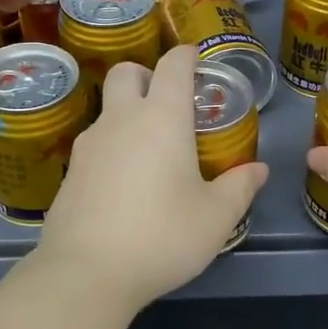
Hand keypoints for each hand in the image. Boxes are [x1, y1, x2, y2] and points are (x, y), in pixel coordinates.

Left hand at [36, 46, 269, 313]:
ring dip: (127, 113)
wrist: (87, 273)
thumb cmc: (162, 236)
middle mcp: (121, 120)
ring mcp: (89, 145)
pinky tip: (124, 183)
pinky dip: (112, 147)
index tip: (197, 59)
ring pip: (107, 109)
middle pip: (126, 72)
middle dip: (147, 74)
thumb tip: (258, 170)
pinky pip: (95, 144)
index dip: (187, 55)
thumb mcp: (215, 217)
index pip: (173, 65)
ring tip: (150, 150)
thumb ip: (239, 187)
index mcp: (161, 118)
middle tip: (168, 101)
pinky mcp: (70, 172)